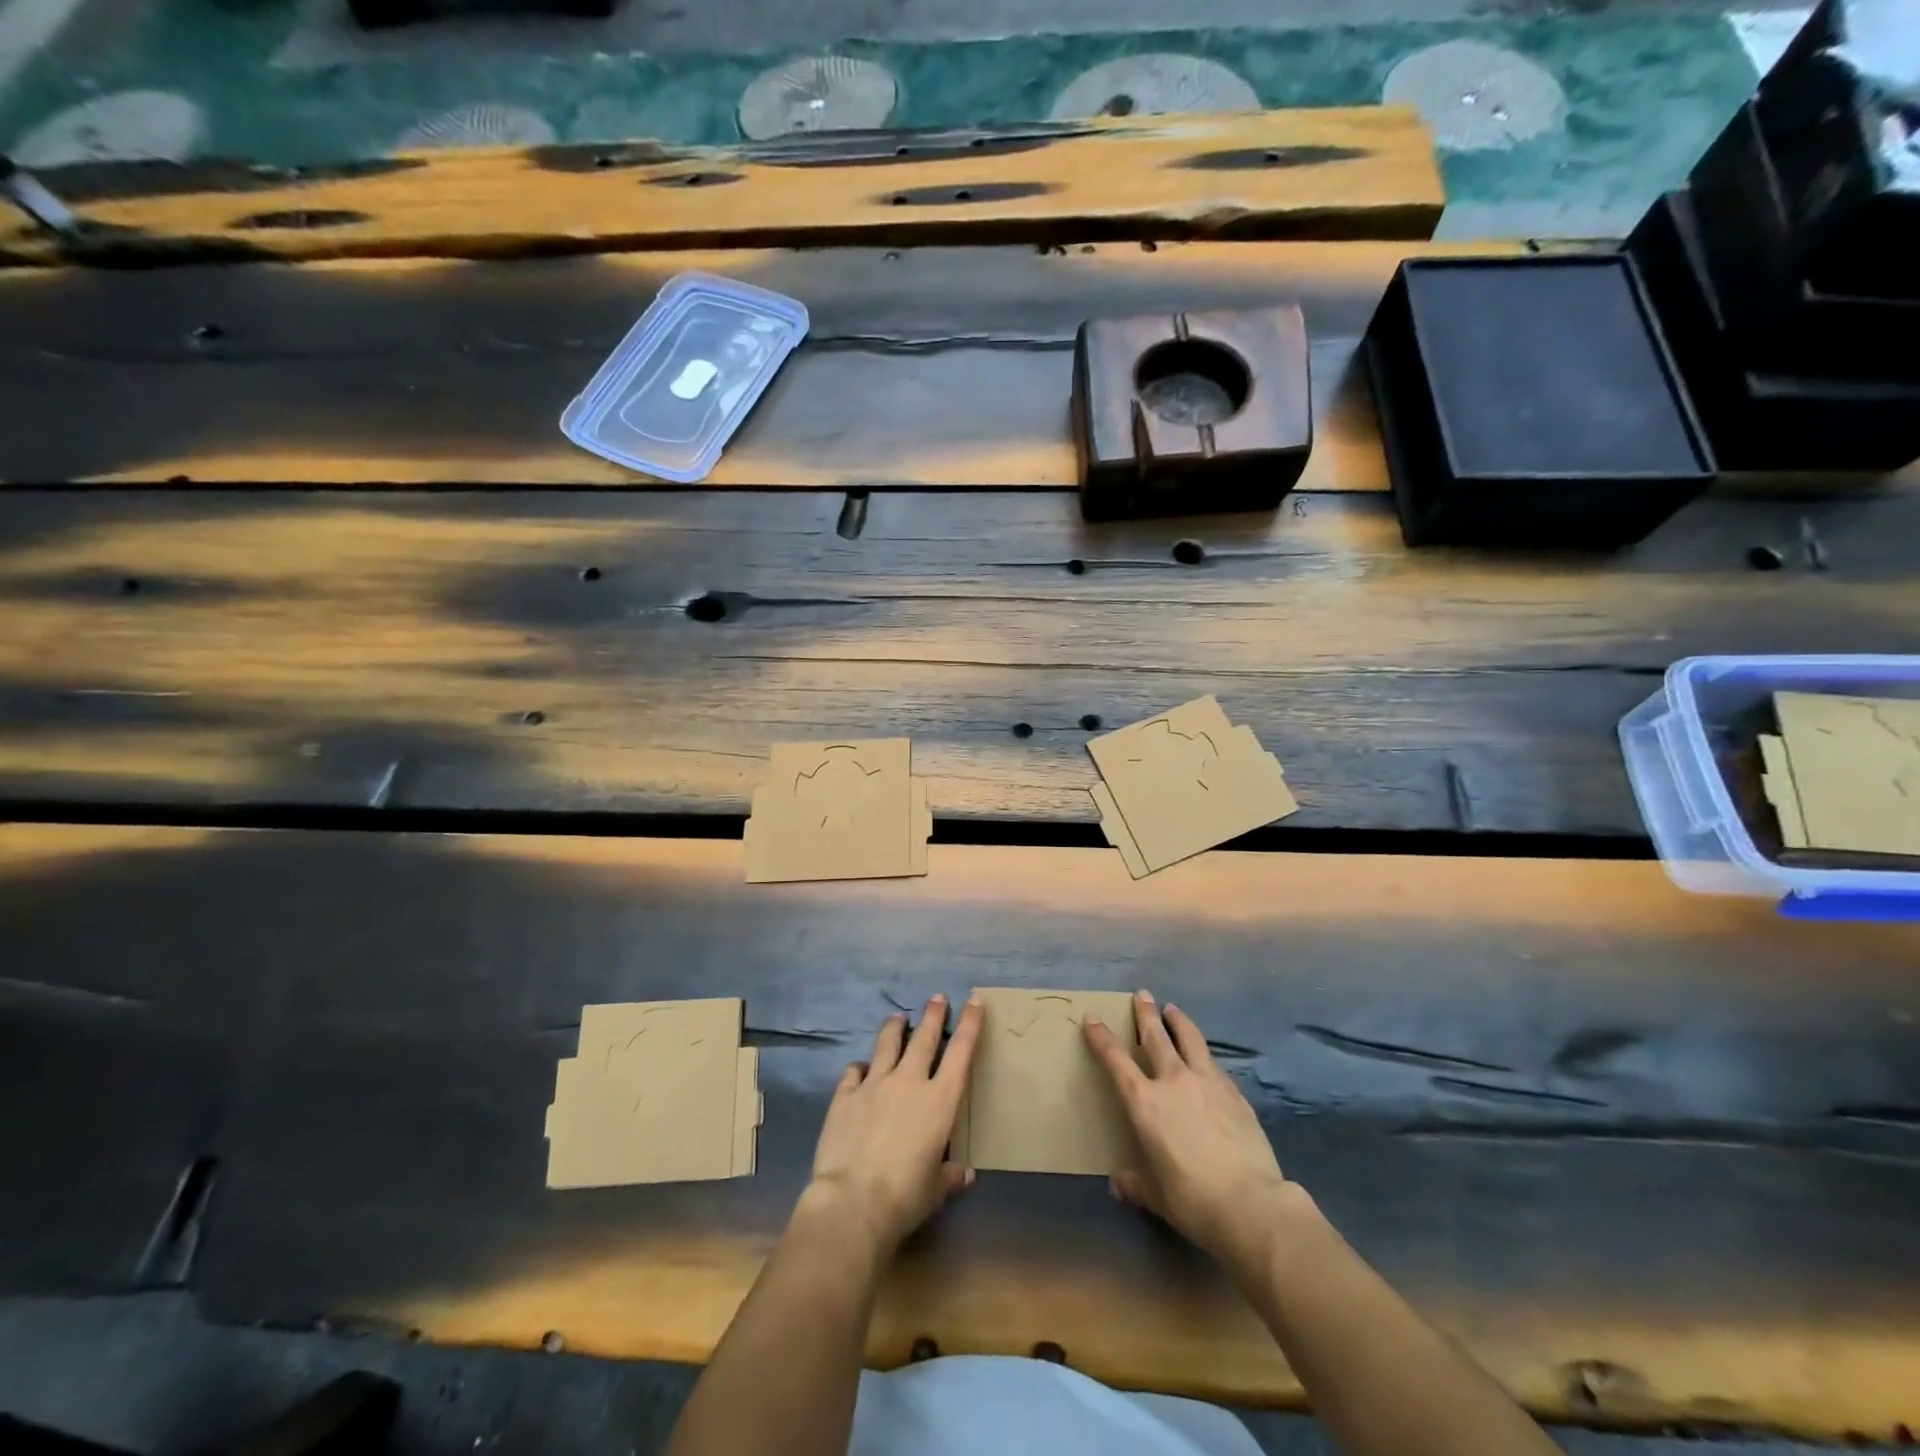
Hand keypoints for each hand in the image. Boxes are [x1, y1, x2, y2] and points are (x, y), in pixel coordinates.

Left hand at [806, 992, 983, 1257]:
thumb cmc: (905, 1196)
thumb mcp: (935, 1189)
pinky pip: (854, 1071)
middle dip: (933, 1015)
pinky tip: (859, 1068)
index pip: (960, 1052)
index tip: (973, 1000)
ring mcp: (874, 1084)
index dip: (969, 1024)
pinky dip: (860, 1067)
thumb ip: (949, 1175)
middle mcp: (909, 1082)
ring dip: (894, 1028)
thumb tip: (965, 1174)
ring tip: (897, 1017)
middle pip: (923, 1037)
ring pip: (887, 1044)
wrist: (853, 1201)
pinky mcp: (845, 1095)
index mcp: (939, 1101)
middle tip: (936, 998)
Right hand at [1085, 990, 1300, 1273]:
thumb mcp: (1155, 1195)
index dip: (1102, 1037)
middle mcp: (1173, 1080)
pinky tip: (1206, 1058)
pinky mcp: (1235, 1093)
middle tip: (1142, 994)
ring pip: (1190, 1039)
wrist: (1250, 1203)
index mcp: (1144, 1102)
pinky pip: (1214, 1064)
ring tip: (1173, 1010)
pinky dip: (1204, 1055)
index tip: (1092, 1018)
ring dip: (1179, 1021)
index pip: (1116, 1060)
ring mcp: (1207, 1082)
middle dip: (1146, 1013)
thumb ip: (1135, 1184)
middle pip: (1156, 1036)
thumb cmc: (1192, 1199)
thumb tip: (1119, 1183)